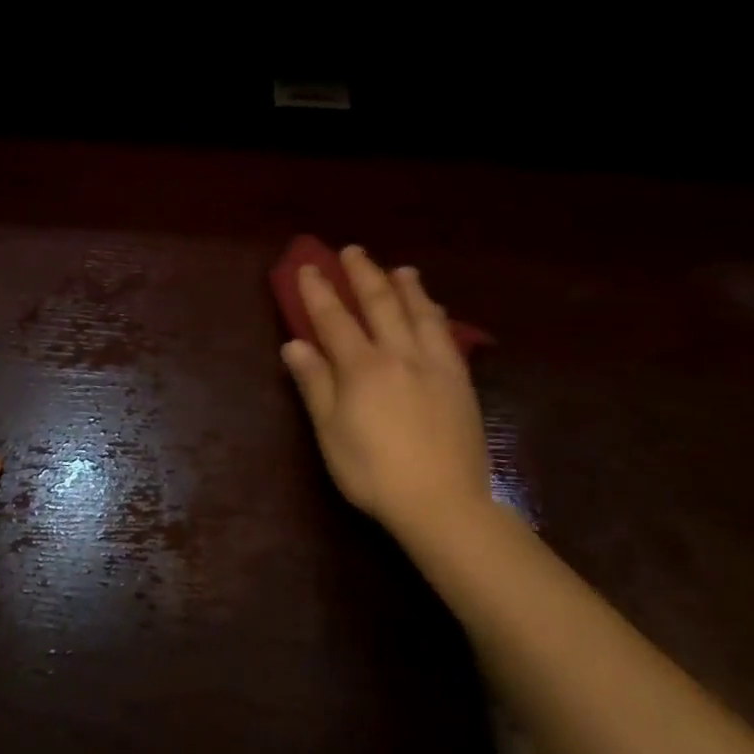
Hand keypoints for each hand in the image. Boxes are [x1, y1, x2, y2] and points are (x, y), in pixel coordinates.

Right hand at [280, 245, 497, 546]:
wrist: (443, 503)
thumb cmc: (374, 472)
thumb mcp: (331, 432)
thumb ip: (314, 384)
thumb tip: (294, 345)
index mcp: (362, 367)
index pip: (334, 319)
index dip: (318, 291)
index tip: (308, 267)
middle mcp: (399, 354)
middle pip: (380, 303)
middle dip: (363, 274)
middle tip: (352, 251)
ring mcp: (435, 365)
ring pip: (420, 313)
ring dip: (407, 287)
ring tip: (400, 269)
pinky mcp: (460, 381)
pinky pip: (447, 335)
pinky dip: (436, 314)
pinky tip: (435, 311)